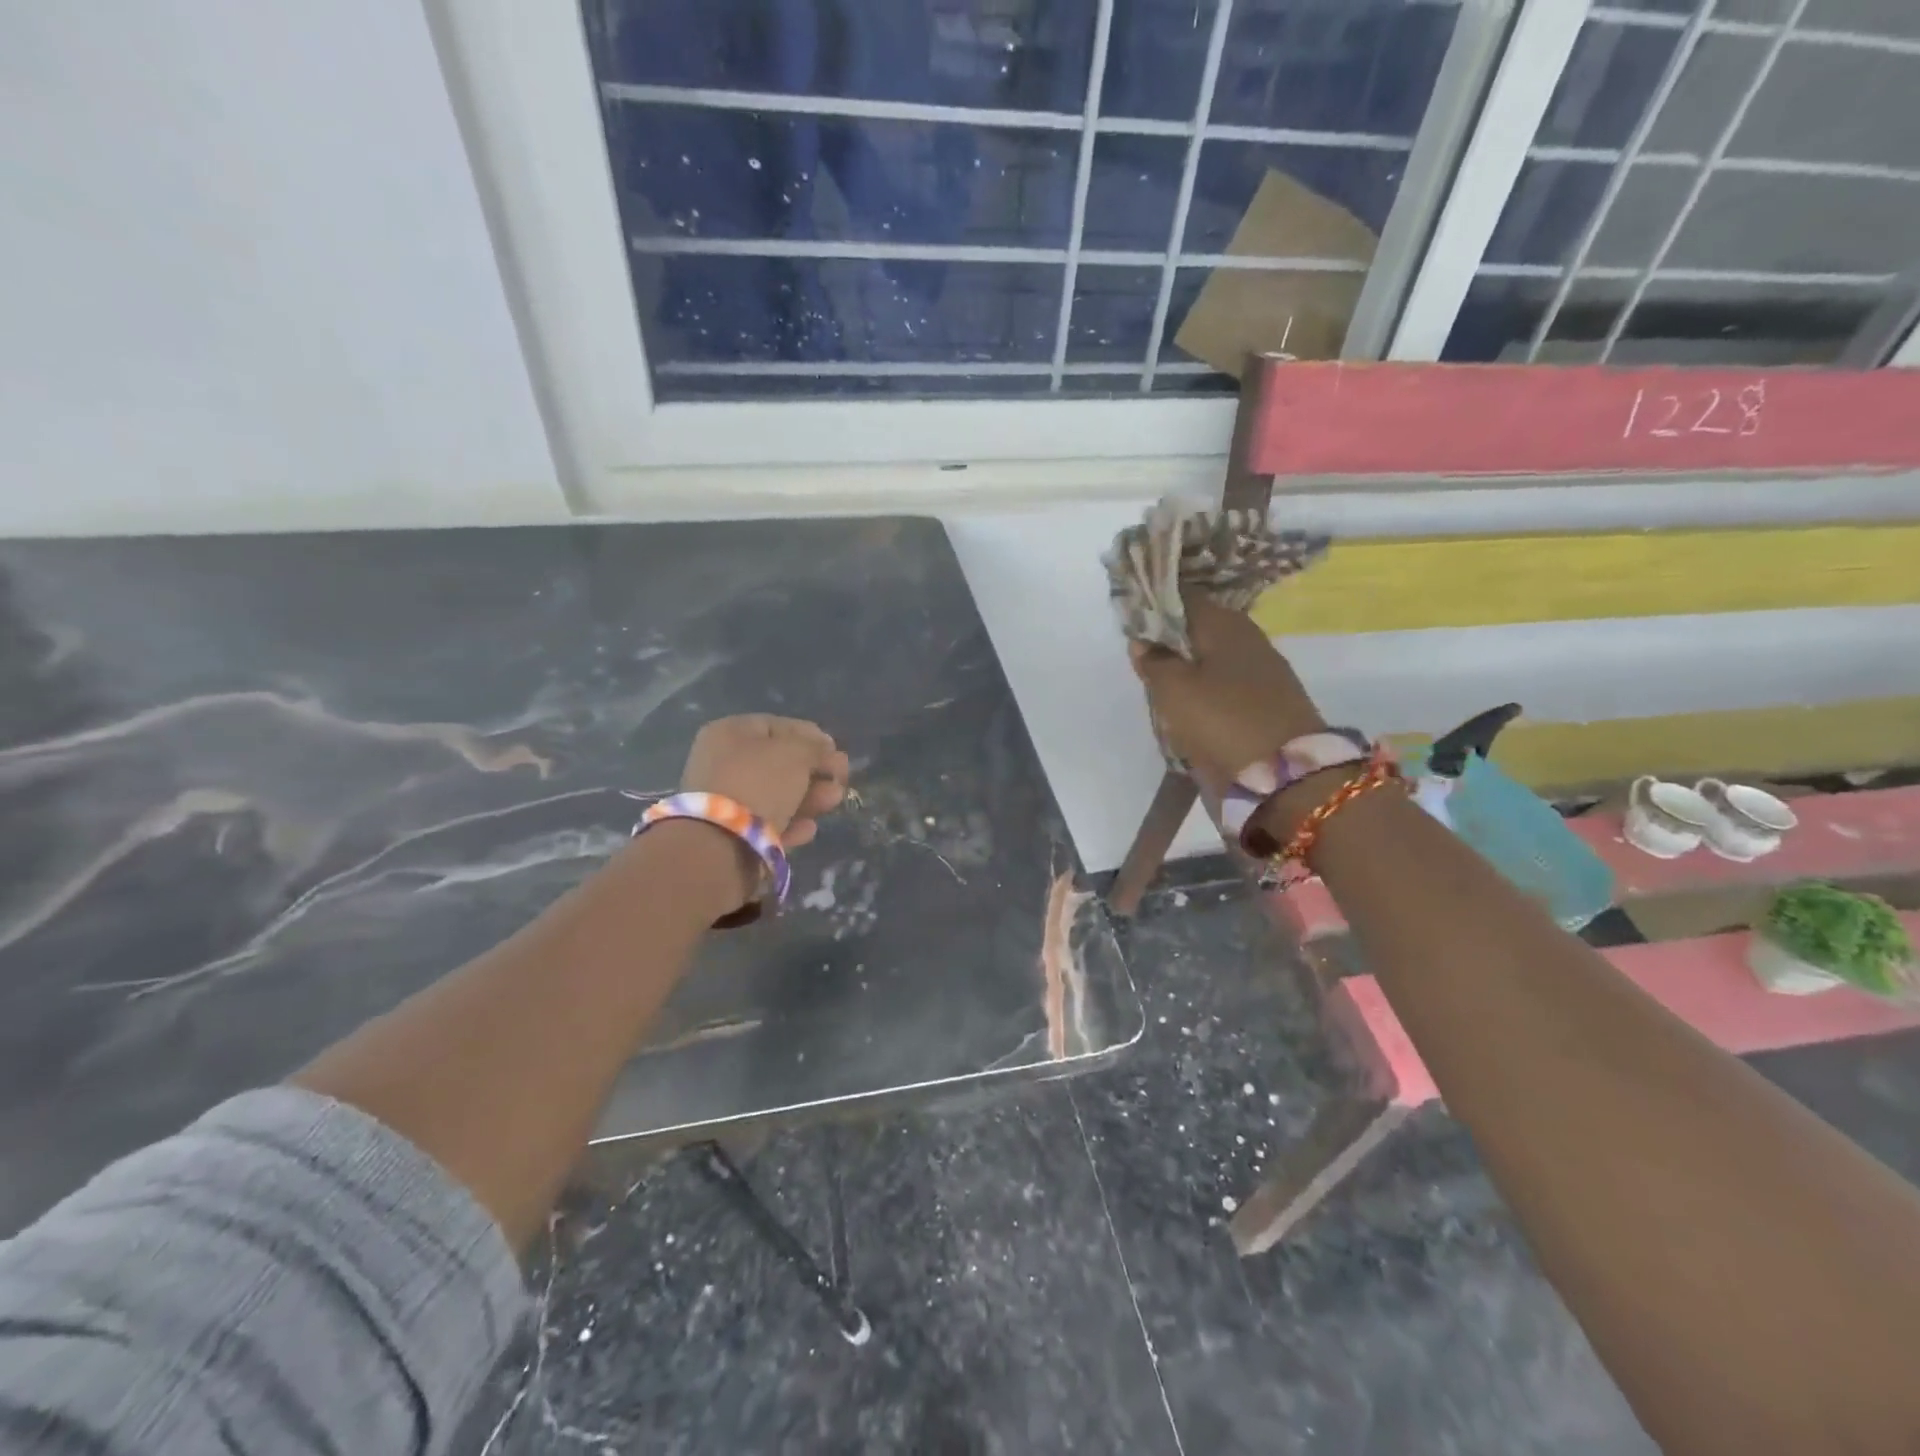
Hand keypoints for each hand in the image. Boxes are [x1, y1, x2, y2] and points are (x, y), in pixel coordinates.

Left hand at [680, 714, 848, 849]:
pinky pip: (768, 822)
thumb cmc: (759, 782)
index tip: (834, 749)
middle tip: (841, 777)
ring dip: (810, 797)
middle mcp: (723, 763)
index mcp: (729, 733)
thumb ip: (814, 747)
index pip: (776, 726)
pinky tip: (810, 829)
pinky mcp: (732, 833)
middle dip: (814, 770)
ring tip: (834, 800)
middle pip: (778, 763)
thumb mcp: (795, 753)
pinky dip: (791, 823)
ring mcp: (725, 800)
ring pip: (777, 794)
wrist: (720, 843)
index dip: (809, 735)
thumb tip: (825, 749)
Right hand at [1129, 596, 1326, 793]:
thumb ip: (1154, 661)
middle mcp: (1247, 638)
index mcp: (1225, 623)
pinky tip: (1187, 706)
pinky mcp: (1267, 702)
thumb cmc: (1221, 720)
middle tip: (1141, 659)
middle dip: (1169, 641)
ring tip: (1159, 687)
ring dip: (1186, 669)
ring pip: (1211, 659)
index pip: (1183, 598)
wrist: (1285, 776)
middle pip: (1198, 629)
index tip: (1130, 622)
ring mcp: (1262, 671)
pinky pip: (1225, 685)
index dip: (1155, 606)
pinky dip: (1205, 691)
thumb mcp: (1173, 689)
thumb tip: (1143, 641)